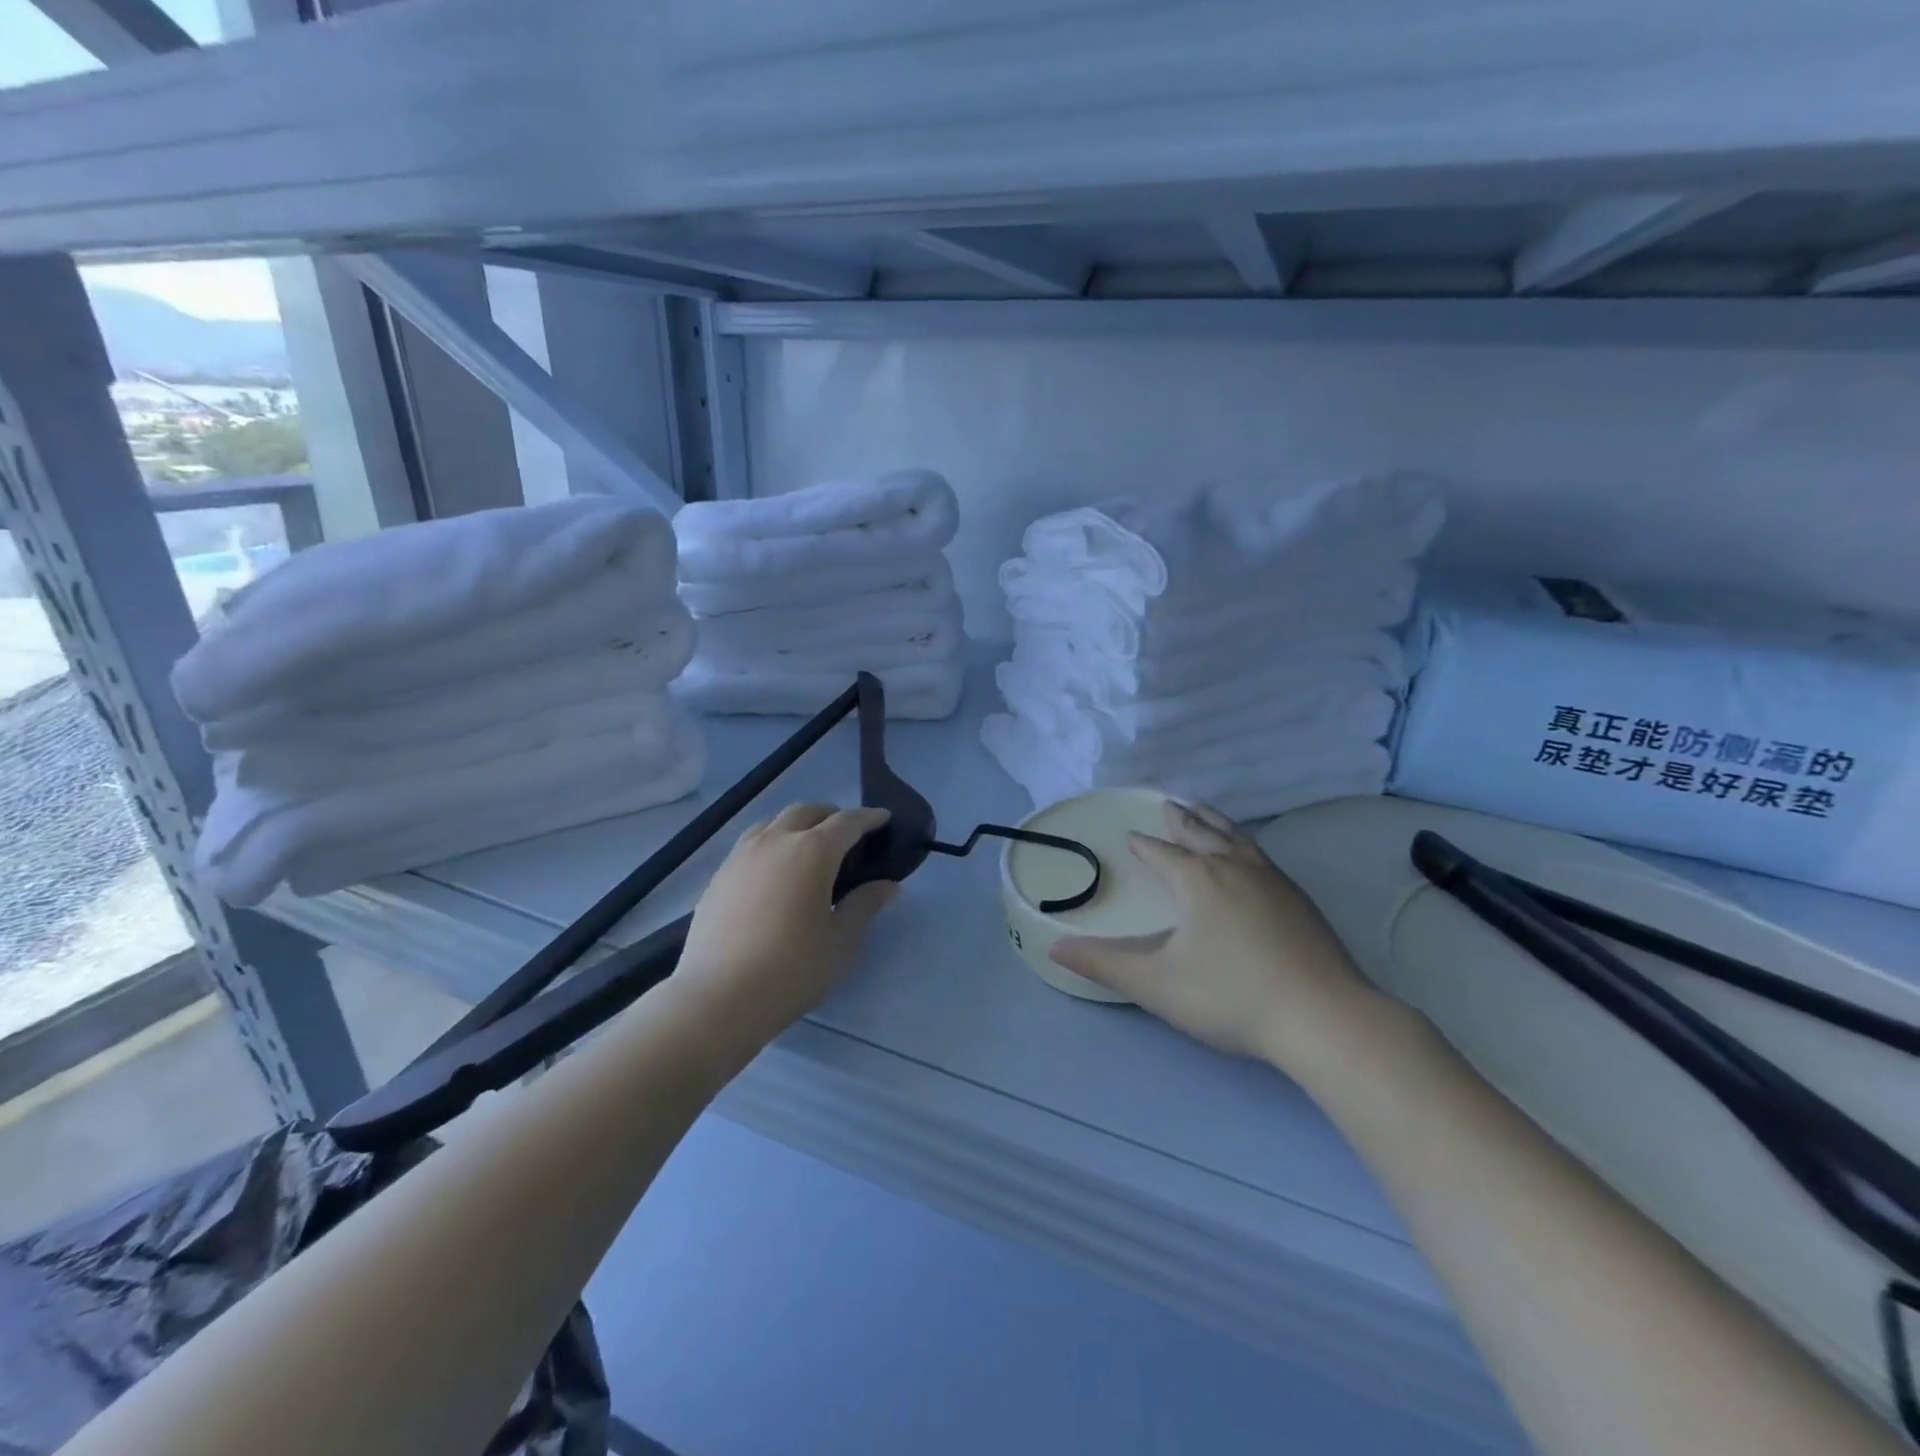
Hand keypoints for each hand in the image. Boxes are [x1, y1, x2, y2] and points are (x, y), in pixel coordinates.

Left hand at [675, 803, 898, 1042]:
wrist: (719, 997)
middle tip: (846, 833)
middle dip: (830, 814)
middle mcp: (775, 841)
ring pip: (772, 822)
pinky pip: (750, 843)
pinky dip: (770, 843)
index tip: (883, 818)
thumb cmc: (792, 969)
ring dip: (796, 824)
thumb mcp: (841, 941)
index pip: (847, 822)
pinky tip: (773, 871)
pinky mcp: (718, 876)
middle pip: (806, 811)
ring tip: (807, 845)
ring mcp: (741, 856)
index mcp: (812, 852)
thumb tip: (887, 885)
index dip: (869, 818)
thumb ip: (865, 906)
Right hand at [1050, 800, 1386, 1080]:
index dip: (1144, 845)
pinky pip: (1261, 855)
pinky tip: (1249, 857)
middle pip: (1201, 832)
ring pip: (1236, 837)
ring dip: (1215, 821)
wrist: (1322, 1017)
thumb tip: (1053, 946)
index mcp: (1197, 880)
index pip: (1162, 853)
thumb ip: (1104, 964)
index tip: (1131, 836)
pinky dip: (1243, 843)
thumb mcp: (1156, 985)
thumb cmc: (1230, 996)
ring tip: (1204, 811)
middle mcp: (1233, 867)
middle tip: (1168, 802)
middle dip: (1180, 818)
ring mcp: (1272, 880)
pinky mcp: (1300, 899)